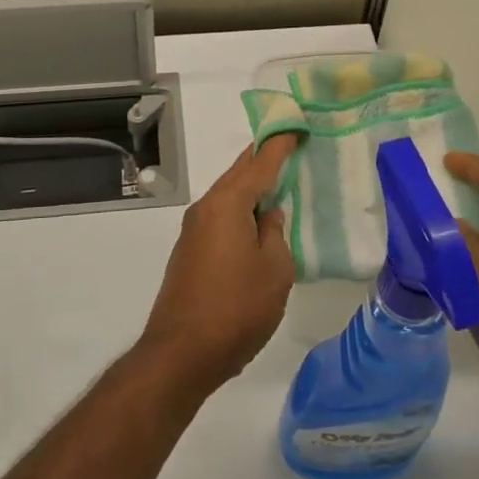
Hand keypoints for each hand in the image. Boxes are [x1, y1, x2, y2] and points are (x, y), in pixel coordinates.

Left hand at [137, 134, 298, 396]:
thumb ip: (275, 233)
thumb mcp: (275, 270)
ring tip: (280, 182)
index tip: (297, 125)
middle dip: (263, 158)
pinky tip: (256, 221)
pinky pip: (221, 217)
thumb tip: (267, 216)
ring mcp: (193, 231)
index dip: (280, 144)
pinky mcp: (190, 252)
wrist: (181, 353)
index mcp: (227, 204)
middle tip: (290, 145)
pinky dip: (241, 209)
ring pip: (228, 196)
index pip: (259, 162)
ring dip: (252, 186)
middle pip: (238, 173)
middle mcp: (206, 208)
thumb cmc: (236, 308)